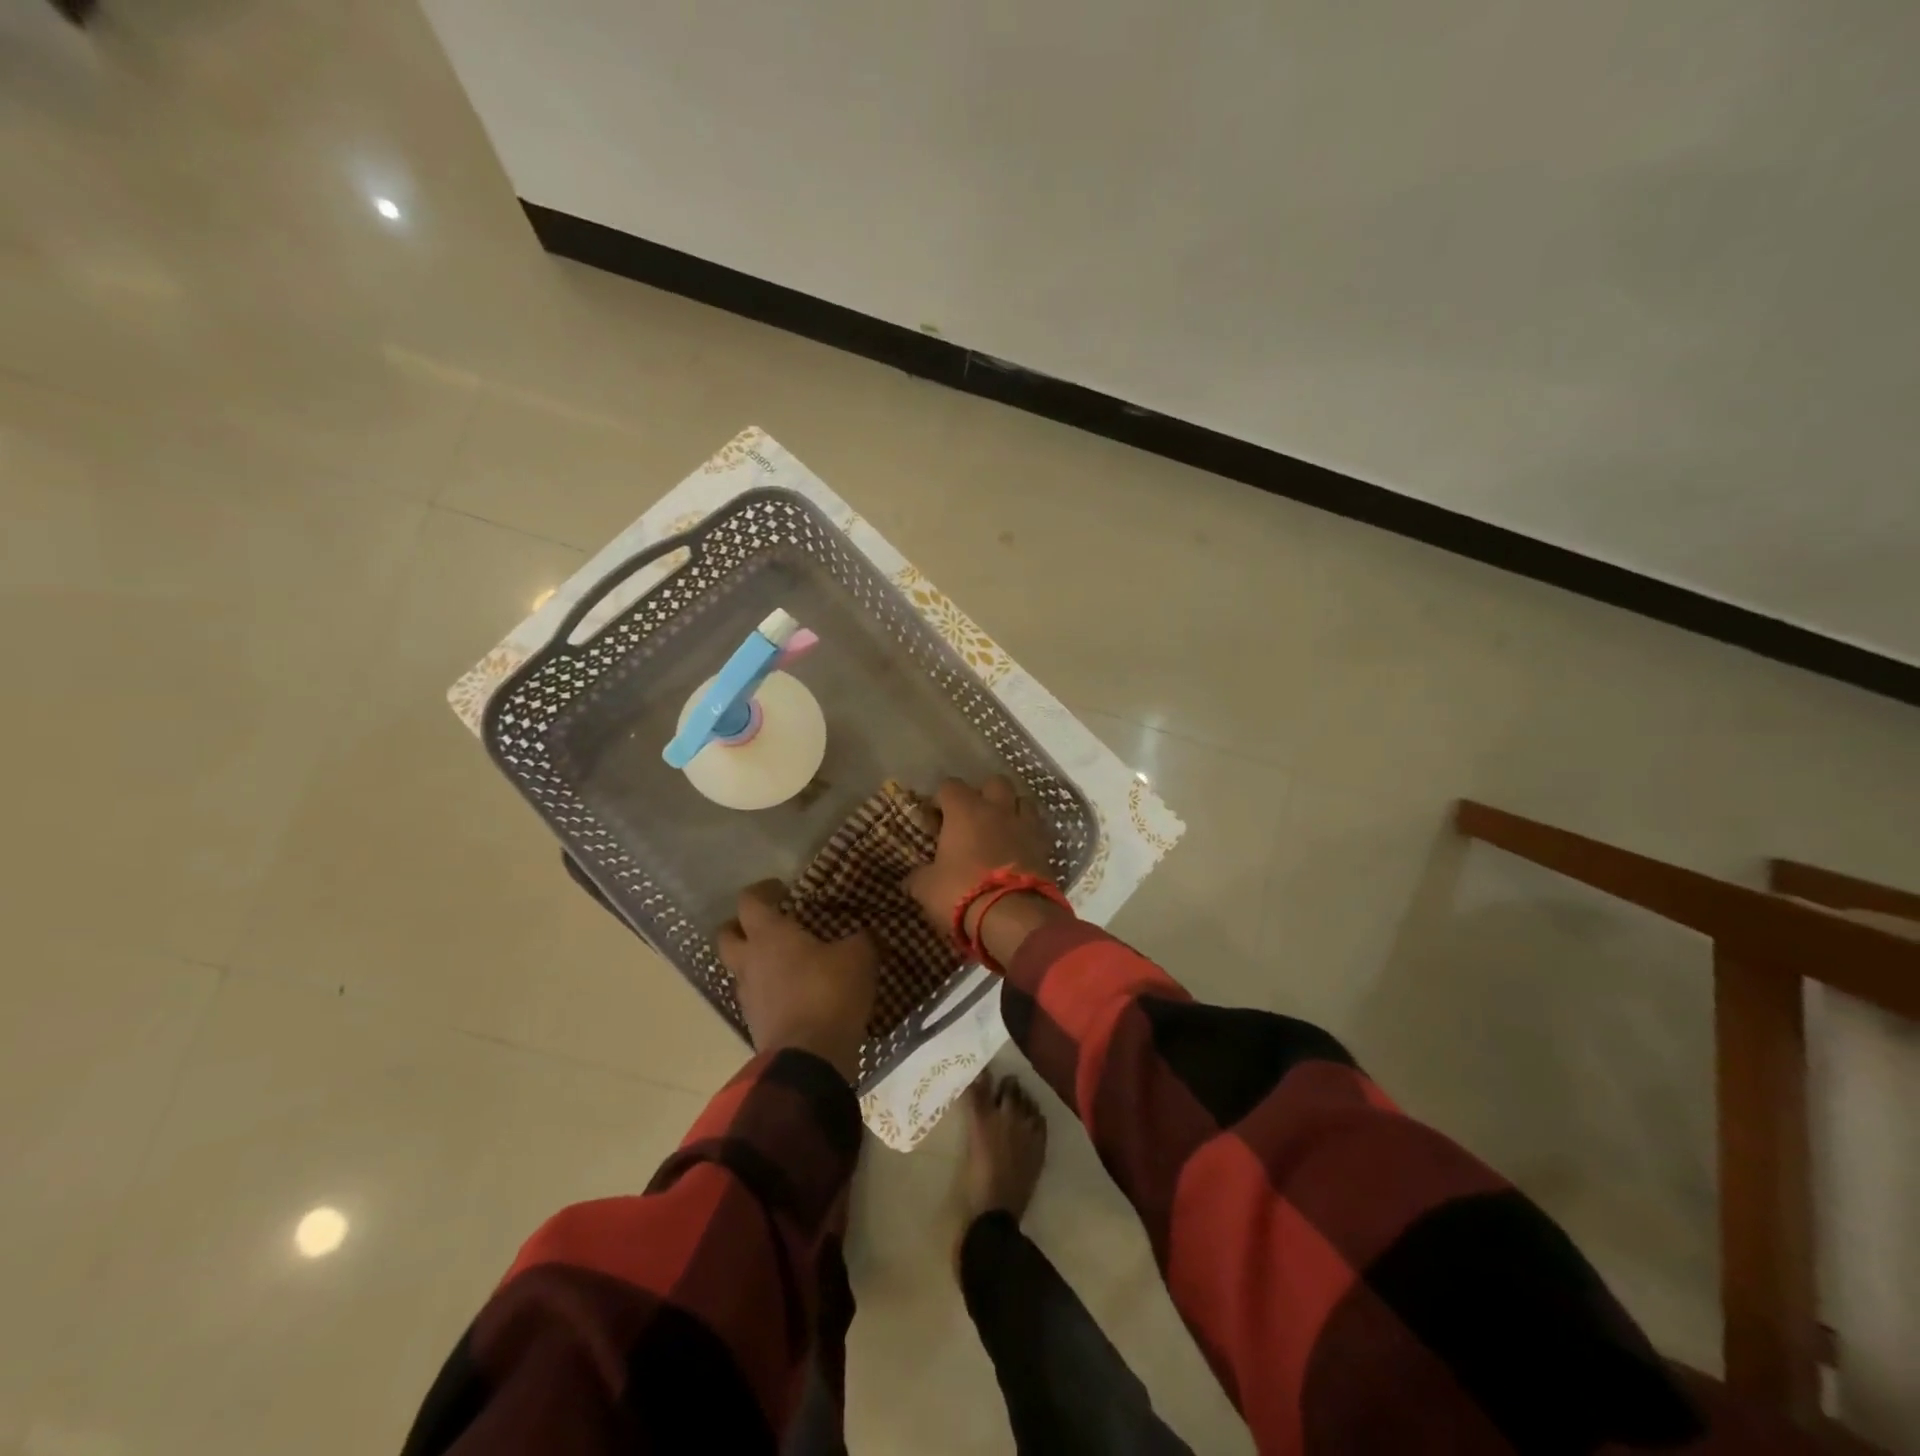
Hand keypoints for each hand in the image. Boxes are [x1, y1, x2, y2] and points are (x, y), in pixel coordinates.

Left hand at [717, 881, 876, 1082]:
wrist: (810, 1059)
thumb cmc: (829, 993)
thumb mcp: (859, 957)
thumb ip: (861, 939)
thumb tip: (867, 933)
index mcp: (769, 935)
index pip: (749, 901)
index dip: (763, 890)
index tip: (782, 889)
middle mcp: (749, 961)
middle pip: (727, 935)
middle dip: (742, 926)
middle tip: (770, 925)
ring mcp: (748, 996)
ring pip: (739, 969)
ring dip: (756, 962)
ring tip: (788, 962)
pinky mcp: (755, 1025)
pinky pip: (756, 997)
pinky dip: (769, 991)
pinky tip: (795, 993)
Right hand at [905, 777, 1054, 942]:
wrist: (1014, 917)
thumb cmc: (962, 893)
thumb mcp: (927, 888)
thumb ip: (919, 876)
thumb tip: (912, 877)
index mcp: (965, 810)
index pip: (950, 786)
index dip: (941, 798)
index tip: (935, 818)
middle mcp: (997, 809)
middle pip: (994, 783)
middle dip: (983, 794)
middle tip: (972, 817)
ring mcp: (1025, 825)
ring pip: (1022, 800)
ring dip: (1011, 809)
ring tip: (1000, 829)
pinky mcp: (1045, 847)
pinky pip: (1036, 829)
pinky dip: (1026, 834)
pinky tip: (1017, 849)